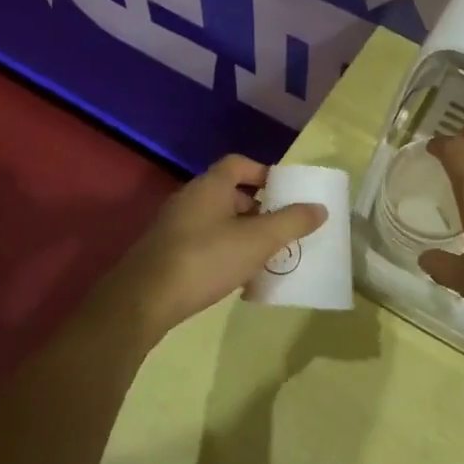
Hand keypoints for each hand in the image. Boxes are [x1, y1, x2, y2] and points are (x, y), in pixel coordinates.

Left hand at [111, 154, 325, 336]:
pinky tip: (233, 275)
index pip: (239, 164)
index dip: (263, 173)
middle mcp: (189, 198)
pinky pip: (201, 241)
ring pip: (215, 219)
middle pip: (228, 192)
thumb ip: (291, 222)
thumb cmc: (205, 259)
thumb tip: (319, 207)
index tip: (284, 192)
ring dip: (240, 232)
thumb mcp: (258, 240)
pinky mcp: (164, 252)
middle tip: (279, 228)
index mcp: (210, 185)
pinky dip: (221, 250)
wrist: (143, 300)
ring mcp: (173, 225)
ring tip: (262, 254)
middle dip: (256, 208)